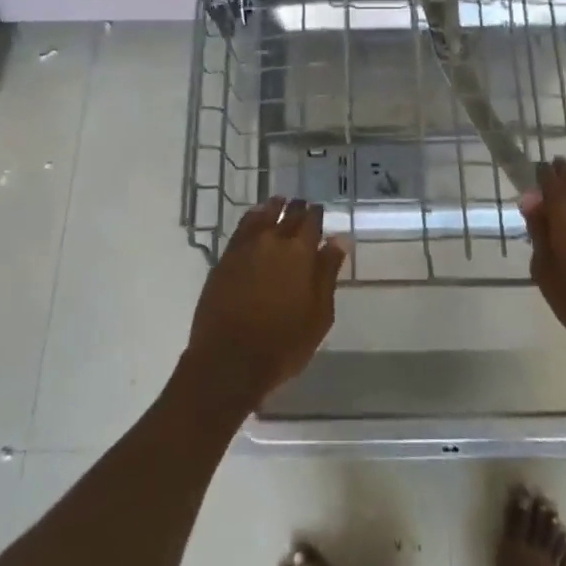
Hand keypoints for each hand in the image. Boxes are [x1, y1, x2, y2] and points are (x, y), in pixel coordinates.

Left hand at [181, 198, 345, 416]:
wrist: (229, 361)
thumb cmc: (283, 344)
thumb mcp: (318, 314)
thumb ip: (328, 272)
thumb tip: (340, 239)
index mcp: (300, 253)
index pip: (312, 221)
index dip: (317, 214)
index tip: (320, 211)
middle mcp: (272, 241)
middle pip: (287, 214)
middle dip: (297, 208)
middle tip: (302, 205)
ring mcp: (245, 248)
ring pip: (262, 216)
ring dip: (273, 207)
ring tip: (279, 203)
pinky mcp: (225, 259)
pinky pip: (241, 228)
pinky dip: (252, 218)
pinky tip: (255, 220)